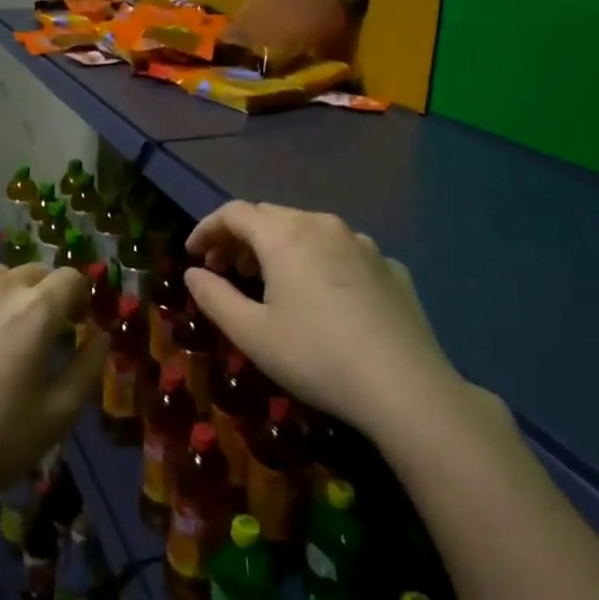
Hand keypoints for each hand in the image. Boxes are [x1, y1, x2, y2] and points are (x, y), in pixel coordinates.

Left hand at [0, 264, 102, 516]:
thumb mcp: (58, 416)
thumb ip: (88, 367)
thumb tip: (99, 335)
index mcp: (35, 310)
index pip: (70, 278)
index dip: (79, 298)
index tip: (75, 324)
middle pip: (31, 272)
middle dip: (43, 295)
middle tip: (37, 334)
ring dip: (4, 296)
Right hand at [183, 202, 467, 441]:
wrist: (405, 386)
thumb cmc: (316, 356)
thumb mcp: (251, 333)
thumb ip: (214, 297)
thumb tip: (194, 273)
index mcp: (284, 235)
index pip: (234, 213)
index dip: (207, 229)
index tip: (192, 254)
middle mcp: (323, 225)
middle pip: (270, 216)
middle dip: (240, 237)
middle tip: (224, 268)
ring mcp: (362, 243)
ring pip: (308, 230)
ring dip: (278, 247)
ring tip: (267, 280)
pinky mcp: (389, 266)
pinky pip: (341, 251)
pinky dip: (318, 261)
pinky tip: (321, 296)